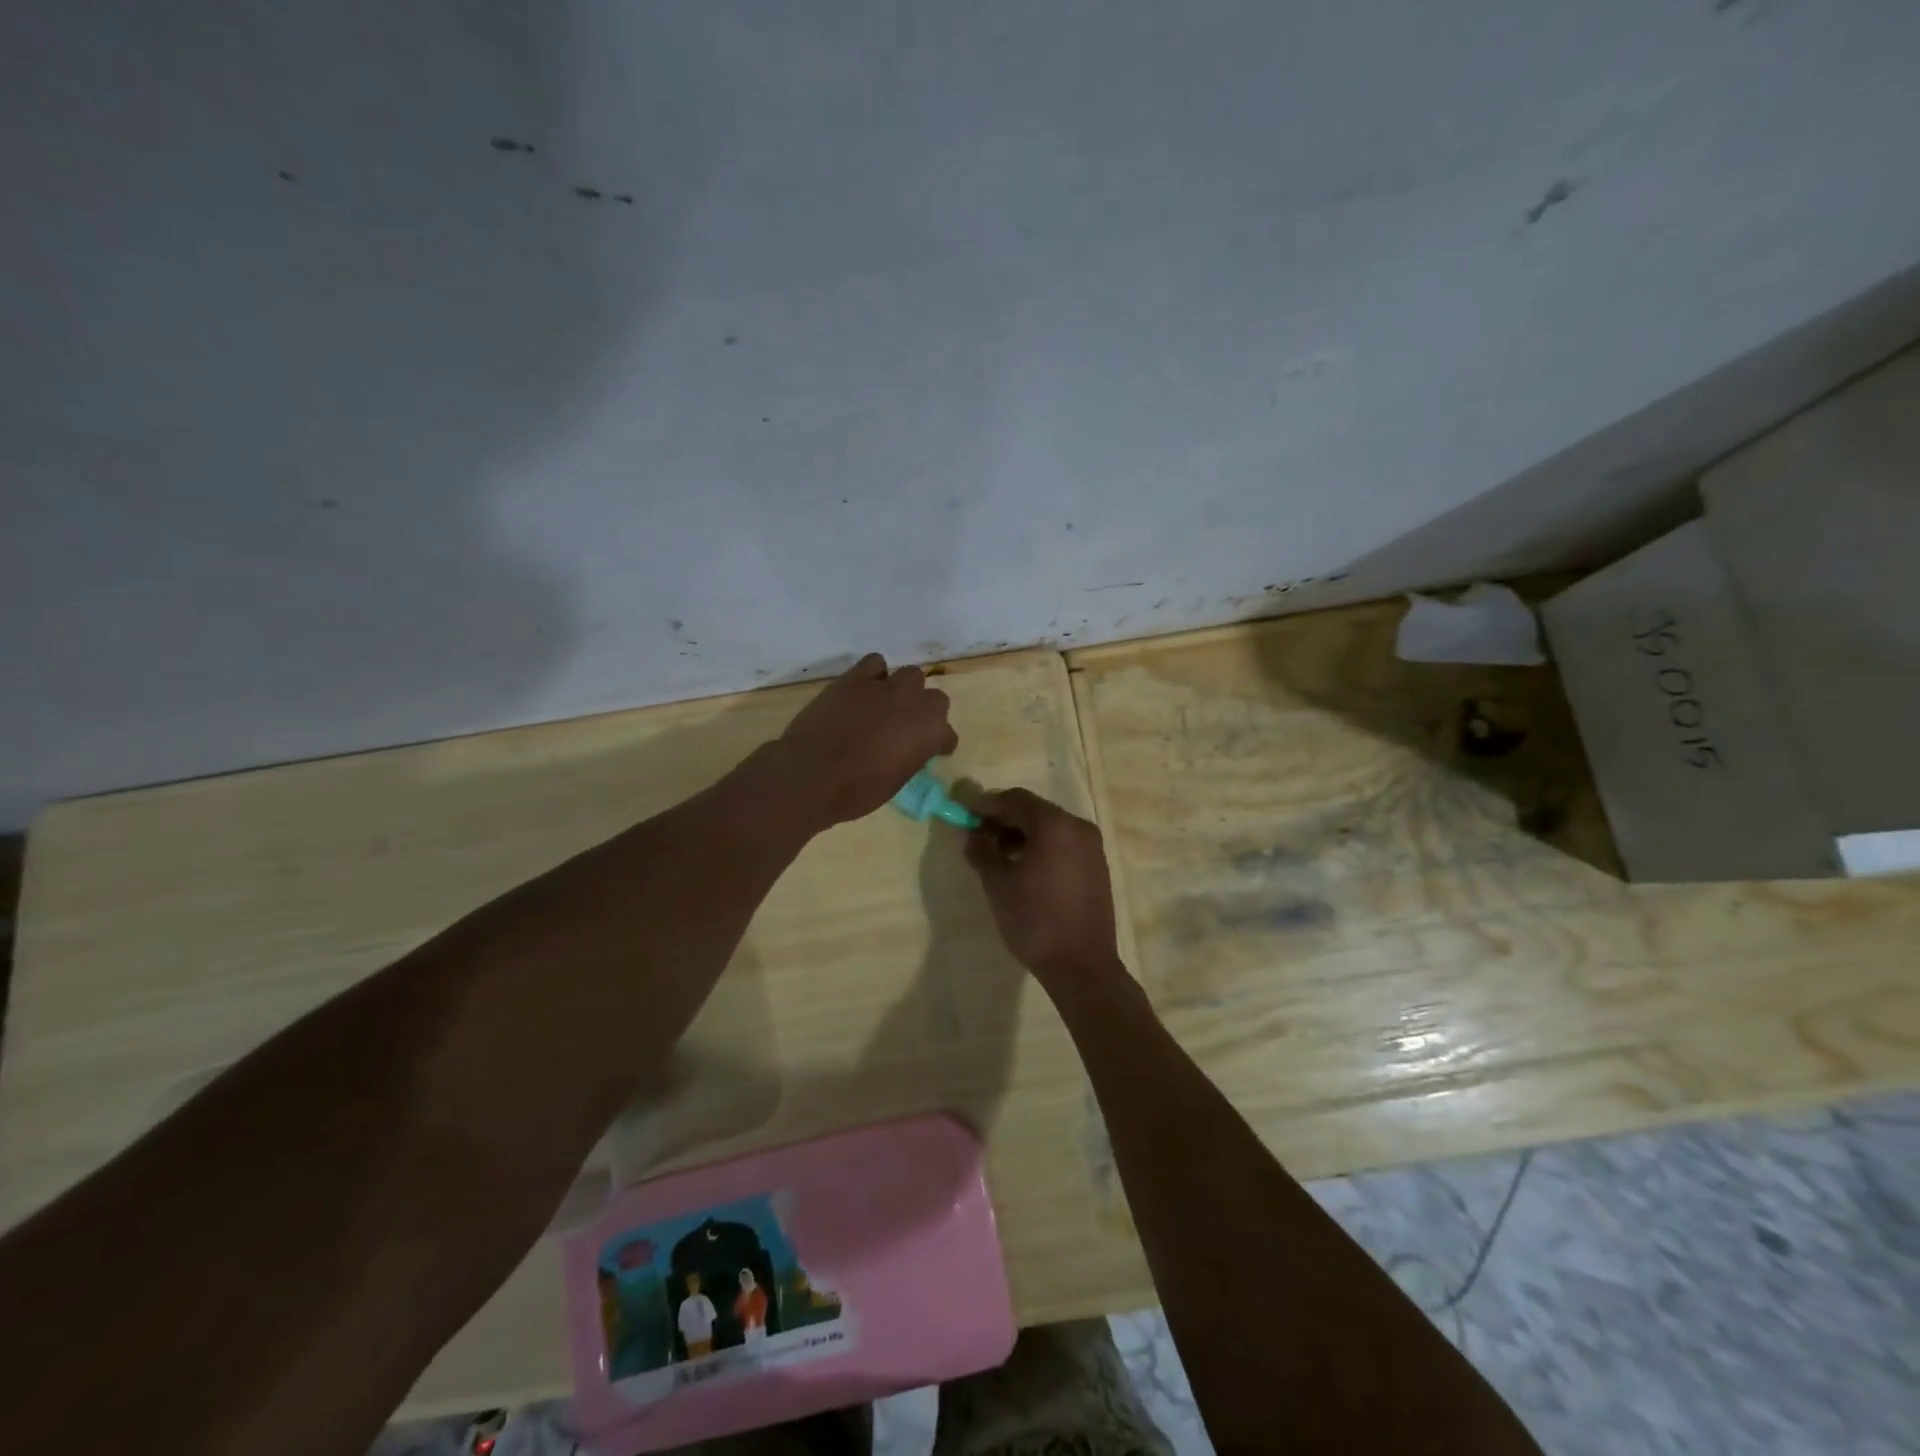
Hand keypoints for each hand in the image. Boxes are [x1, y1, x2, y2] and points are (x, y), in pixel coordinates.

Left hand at [777, 653, 957, 825]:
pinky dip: (874, 674)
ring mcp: (885, 686)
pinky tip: (865, 689)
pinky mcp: (855, 678)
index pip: (948, 735)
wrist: (812, 774)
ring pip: (910, 674)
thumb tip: (906, 749)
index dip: (938, 744)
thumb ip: (910, 757)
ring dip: (904, 689)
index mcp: (931, 732)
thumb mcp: (896, 781)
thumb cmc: (857, 790)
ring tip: (887, 704)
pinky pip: (875, 663)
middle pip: (934, 698)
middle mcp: (915, 703)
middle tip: (907, 727)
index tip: (930, 752)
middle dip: (924, 711)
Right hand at [964, 788, 1123, 984]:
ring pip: (1050, 827)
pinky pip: (1064, 843)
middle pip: (1034, 810)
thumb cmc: (1035, 920)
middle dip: (1004, 819)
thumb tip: (972, 834)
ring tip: (999, 855)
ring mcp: (1092, 846)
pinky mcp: (1097, 866)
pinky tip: (1024, 868)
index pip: (1015, 799)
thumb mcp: (998, 884)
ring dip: (1022, 833)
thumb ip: (981, 851)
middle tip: (979, 835)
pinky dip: (1042, 846)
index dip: (987, 805)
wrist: (1081, 965)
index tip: (966, 815)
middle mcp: (1078, 826)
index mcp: (1054, 824)